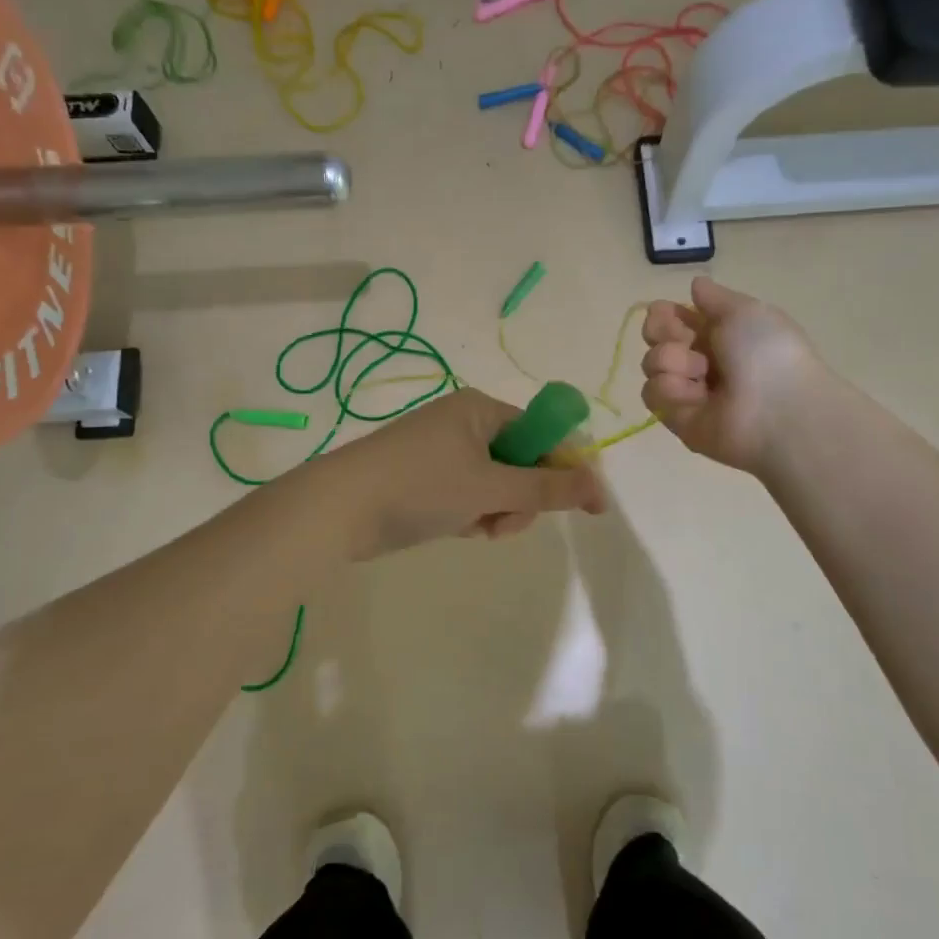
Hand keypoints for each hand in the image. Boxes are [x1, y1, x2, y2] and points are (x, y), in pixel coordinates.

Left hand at [318, 388, 606, 558]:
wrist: (337, 509)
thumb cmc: (419, 485)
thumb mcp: (490, 487)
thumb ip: (548, 488)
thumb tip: (600, 487)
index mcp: (481, 409)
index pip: (543, 433)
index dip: (567, 468)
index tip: (588, 506)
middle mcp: (465, 424)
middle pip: (522, 462)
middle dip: (521, 498)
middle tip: (504, 520)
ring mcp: (444, 452)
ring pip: (497, 485)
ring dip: (497, 511)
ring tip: (476, 528)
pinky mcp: (428, 479)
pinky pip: (470, 496)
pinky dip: (472, 515)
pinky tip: (458, 529)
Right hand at [641, 277, 826, 475]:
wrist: (777, 409)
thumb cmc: (766, 351)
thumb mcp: (745, 310)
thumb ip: (714, 298)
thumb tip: (696, 284)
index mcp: (719, 333)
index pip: (673, 318)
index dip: (664, 313)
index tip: (668, 312)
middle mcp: (700, 360)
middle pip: (656, 338)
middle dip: (662, 332)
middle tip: (684, 340)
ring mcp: (687, 390)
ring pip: (652, 363)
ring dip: (671, 360)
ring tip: (699, 373)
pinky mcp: (675, 417)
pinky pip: (653, 393)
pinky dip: (670, 389)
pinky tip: (695, 395)